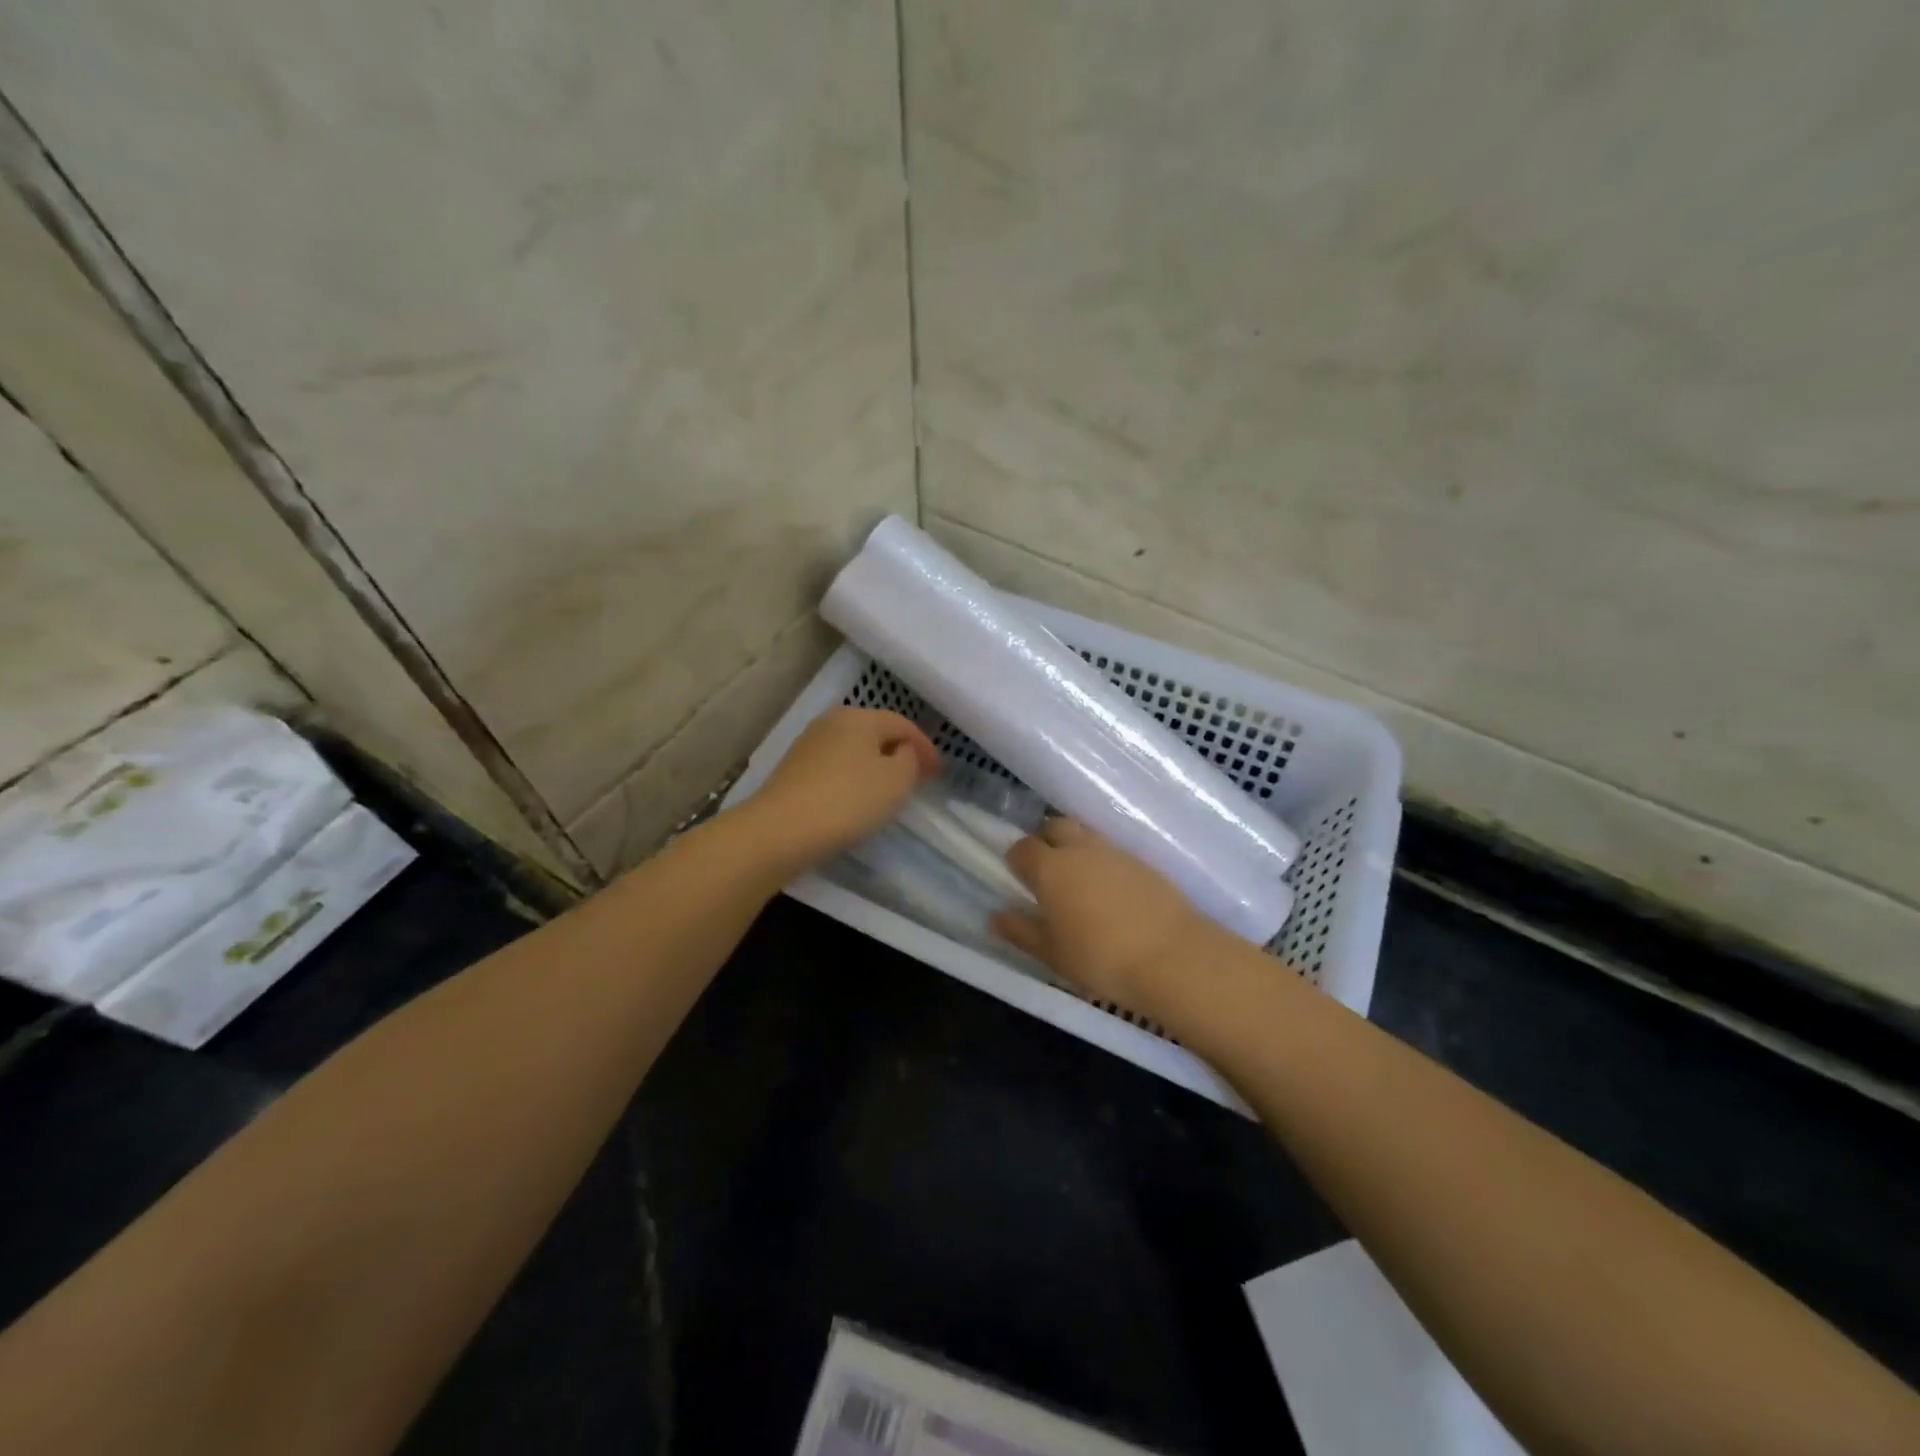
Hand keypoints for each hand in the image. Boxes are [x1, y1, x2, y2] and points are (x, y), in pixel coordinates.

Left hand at [741, 707, 939, 871]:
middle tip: (918, 777)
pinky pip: (835, 769)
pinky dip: (853, 779)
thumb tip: (902, 751)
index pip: (902, 723)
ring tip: (890, 791)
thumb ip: (909, 760)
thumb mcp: (896, 780)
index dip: (925, 746)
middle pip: (875, 733)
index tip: (939, 772)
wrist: (780, 830)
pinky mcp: (792, 772)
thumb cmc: (848, 800)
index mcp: (858, 717)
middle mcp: (830, 722)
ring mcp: (807, 746)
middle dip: (899, 753)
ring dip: (875, 766)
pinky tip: (857, 800)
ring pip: (853, 751)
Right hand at [993, 817, 1220, 1014]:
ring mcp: (1116, 852)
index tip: (1020, 881)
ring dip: (1077, 849)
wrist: (1172, 957)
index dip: (1017, 860)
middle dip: (1046, 841)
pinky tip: (1111, 893)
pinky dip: (1104, 863)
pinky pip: (1114, 852)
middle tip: (1048, 874)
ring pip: (1087, 835)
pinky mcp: (1144, 862)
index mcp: (1050, 868)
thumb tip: (997, 916)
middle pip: (1055, 826)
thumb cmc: (1100, 958)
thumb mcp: (1052, 954)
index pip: (1022, 847)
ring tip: (1080, 884)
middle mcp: (1081, 849)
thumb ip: (1021, 931)